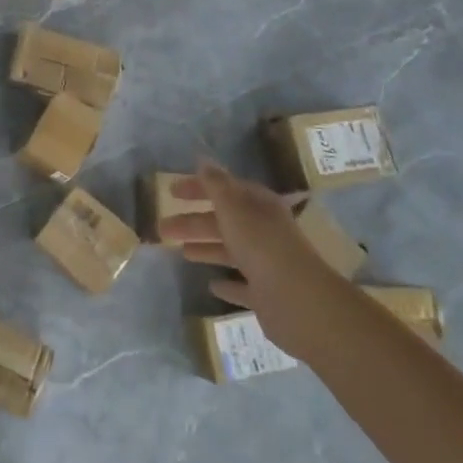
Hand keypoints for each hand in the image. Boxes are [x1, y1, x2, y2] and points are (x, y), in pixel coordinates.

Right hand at [161, 160, 336, 356]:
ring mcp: (266, 264)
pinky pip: (242, 286)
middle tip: (163, 227)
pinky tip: (212, 285)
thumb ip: (216, 185)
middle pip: (223, 221)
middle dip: (193, 222)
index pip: (225, 189)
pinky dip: (227, 284)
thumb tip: (203, 160)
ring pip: (230, 251)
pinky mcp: (266, 295)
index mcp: (258, 206)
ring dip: (206, 249)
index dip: (198, 188)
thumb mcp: (233, 208)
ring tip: (180, 252)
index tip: (171, 192)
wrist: (298, 301)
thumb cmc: (261, 245)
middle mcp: (264, 231)